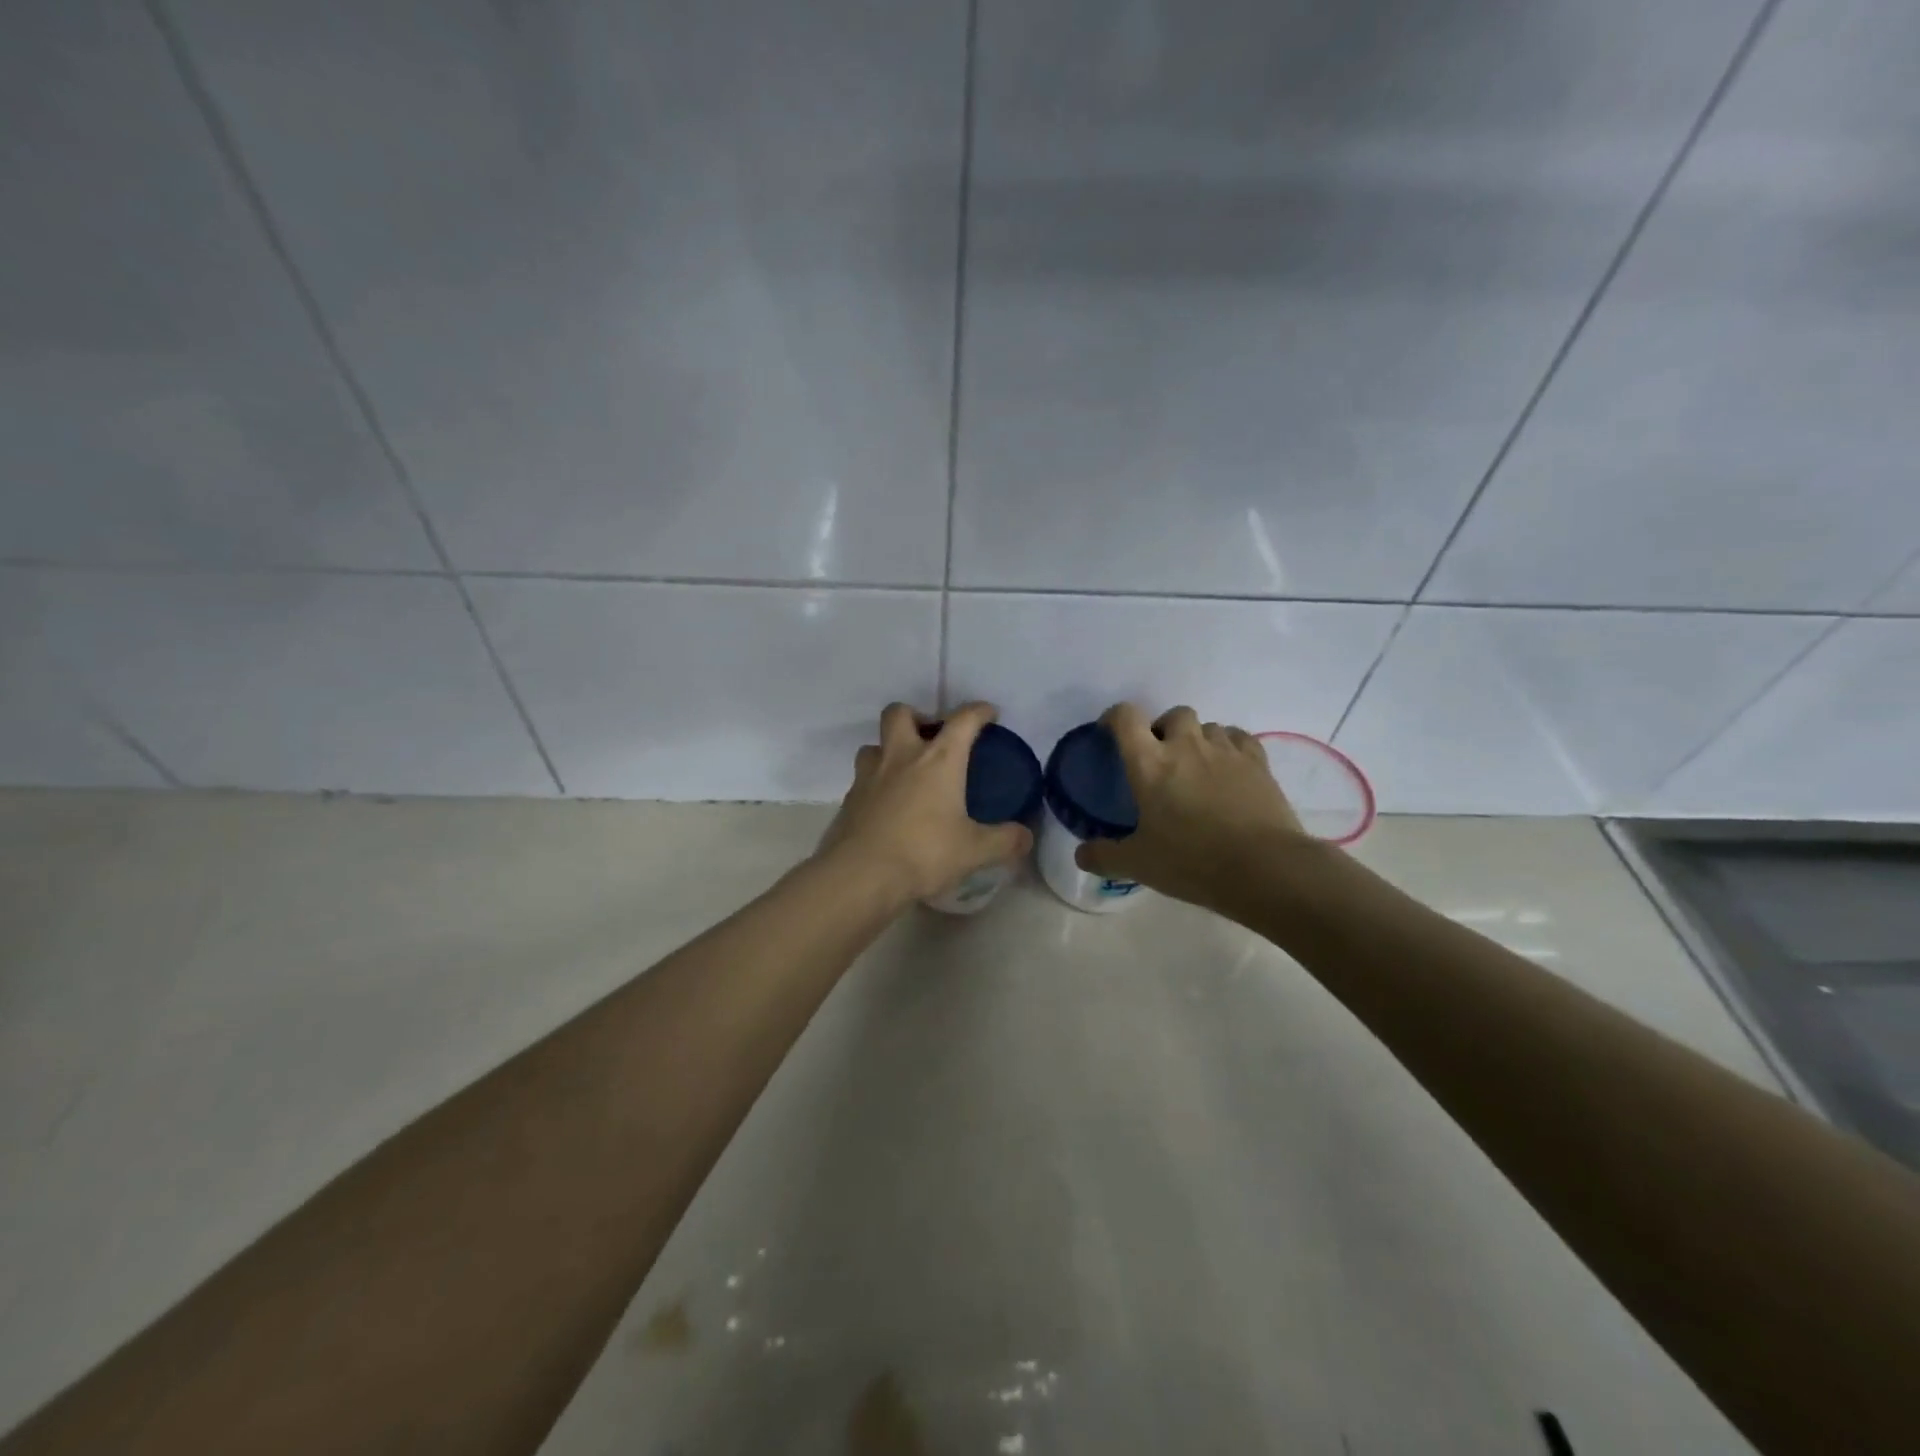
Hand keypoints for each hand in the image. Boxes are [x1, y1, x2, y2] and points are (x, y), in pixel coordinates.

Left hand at [816, 701, 1032, 903]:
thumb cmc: (924, 853)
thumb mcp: (974, 851)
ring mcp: (870, 775)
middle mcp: (901, 757)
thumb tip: (1026, 837)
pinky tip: (887, 805)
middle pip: (899, 713)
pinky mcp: (850, 798)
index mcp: (938, 760)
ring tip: (905, 771)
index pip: (963, 720)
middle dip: (916, 715)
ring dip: (889, 749)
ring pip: (874, 744)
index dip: (978, 711)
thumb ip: (1004, 841)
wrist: (861, 875)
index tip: (988, 714)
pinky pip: (862, 778)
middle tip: (930, 737)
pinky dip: (876, 783)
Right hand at [1075, 703, 1307, 909]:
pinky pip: (1239, 738)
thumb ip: (1104, 856)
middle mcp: (1186, 746)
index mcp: (1150, 764)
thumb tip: (1080, 854)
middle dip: (1164, 729)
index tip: (1110, 733)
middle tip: (1161, 759)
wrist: (1265, 868)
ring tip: (1197, 768)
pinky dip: (1229, 746)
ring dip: (1198, 739)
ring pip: (1208, 726)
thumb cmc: (1193, 862)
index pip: (1126, 718)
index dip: (1114, 718)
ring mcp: (1226, 751)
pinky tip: (1228, 769)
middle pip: (1173, 714)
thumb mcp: (1139, 865)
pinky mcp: (1258, 762)